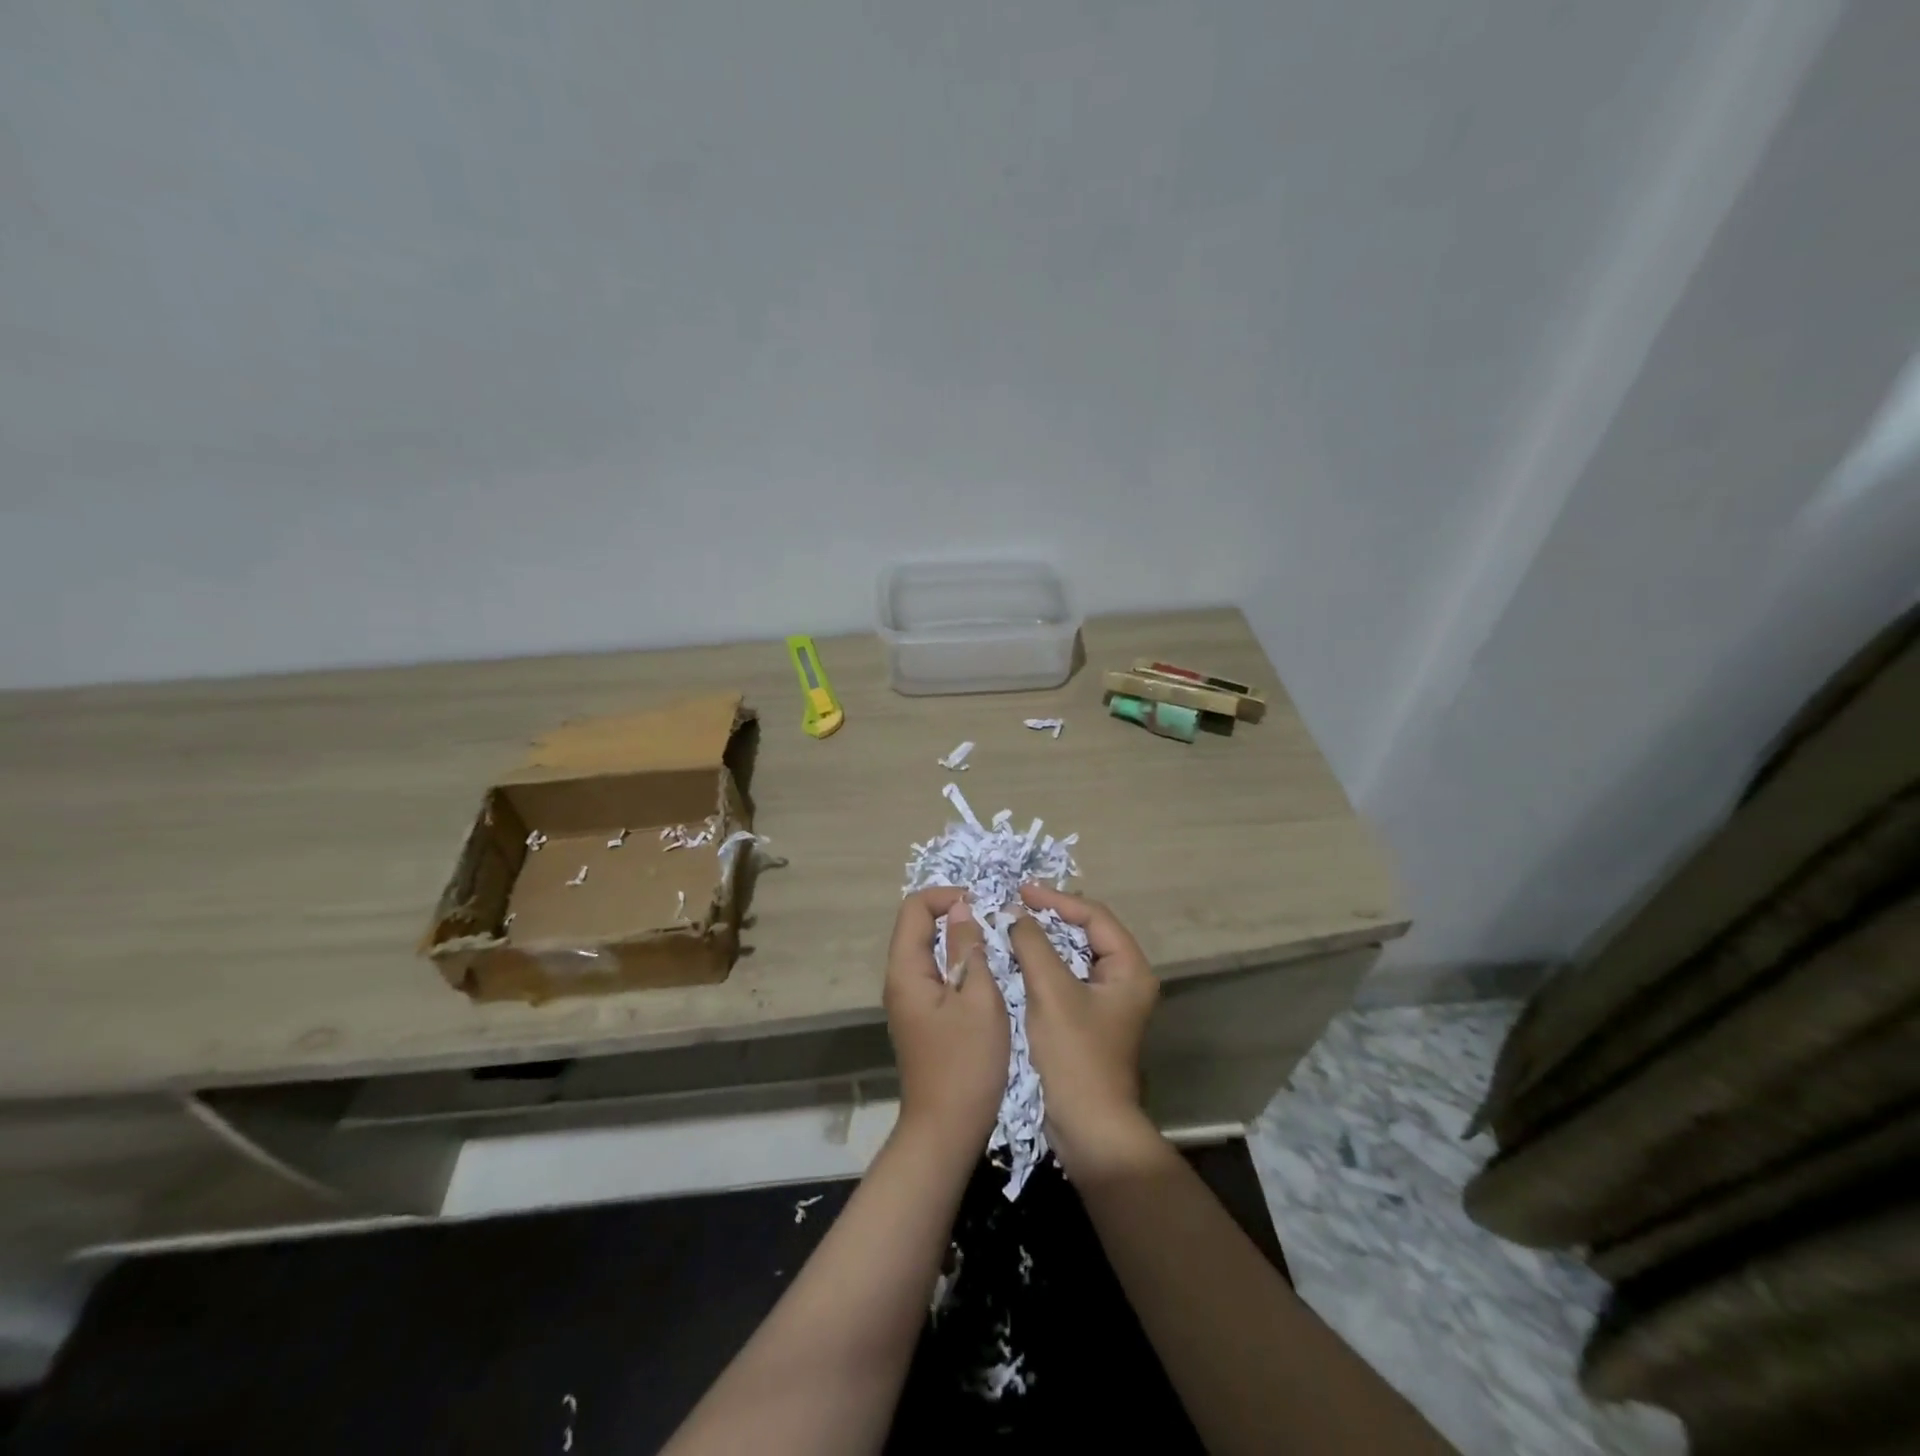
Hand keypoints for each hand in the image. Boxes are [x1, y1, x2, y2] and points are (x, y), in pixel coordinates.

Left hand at [883, 889, 1008, 1156]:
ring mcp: (908, 1000)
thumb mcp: (979, 1000)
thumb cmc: (967, 1063)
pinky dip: (957, 963)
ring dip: (958, 940)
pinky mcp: (921, 1016)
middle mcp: (899, 979)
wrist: (946, 1130)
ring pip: (929, 950)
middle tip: (994, 924)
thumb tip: (961, 909)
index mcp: (906, 970)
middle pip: (919, 926)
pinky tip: (985, 976)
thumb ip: (968, 949)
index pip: (915, 908)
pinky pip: (935, 973)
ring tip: (994, 945)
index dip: (947, 896)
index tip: (983, 905)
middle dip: (955, 915)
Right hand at [1011, 885, 1160, 1179]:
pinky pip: (1066, 977)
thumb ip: (1034, 945)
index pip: (1095, 917)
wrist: (1088, 1129)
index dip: (1058, 900)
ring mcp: (1107, 1002)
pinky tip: (1017, 958)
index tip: (1021, 891)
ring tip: (1013, 924)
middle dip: (1051, 916)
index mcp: (1130, 970)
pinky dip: (1043, 964)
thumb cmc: (1075, 1056)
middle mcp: (1125, 980)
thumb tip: (1016, 914)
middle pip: (1088, 933)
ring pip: (1074, 956)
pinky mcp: (1088, 1019)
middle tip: (1016, 903)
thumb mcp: (1051, 993)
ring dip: (1045, 939)